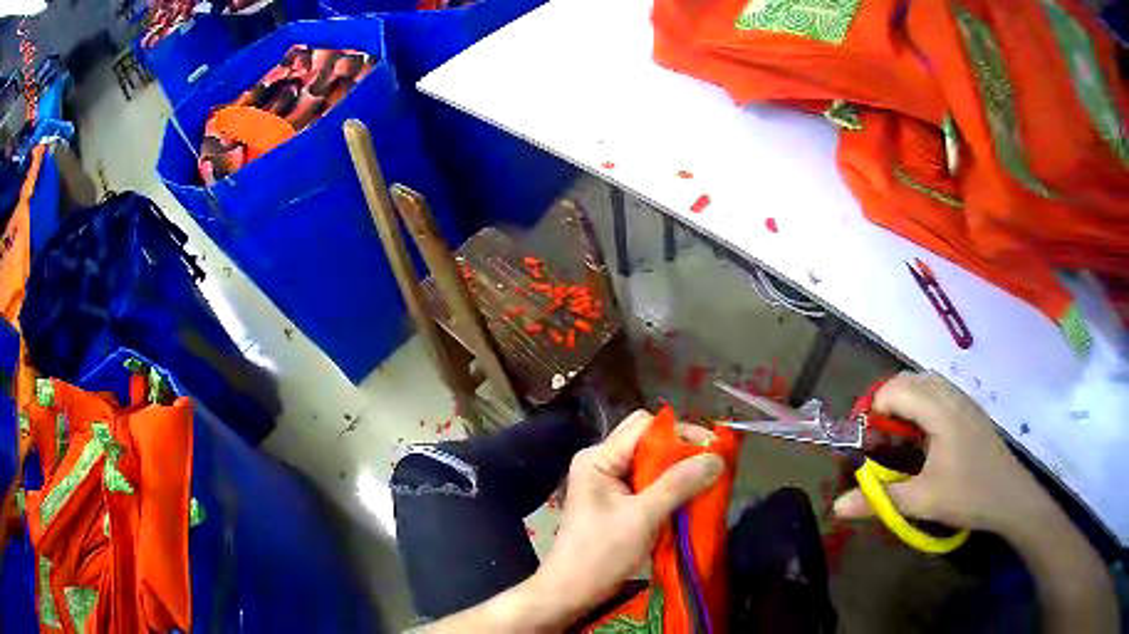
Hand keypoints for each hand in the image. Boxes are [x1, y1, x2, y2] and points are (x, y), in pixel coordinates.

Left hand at [528, 410, 724, 624]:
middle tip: (713, 465)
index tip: (713, 449)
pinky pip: (648, 482)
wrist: (571, 591)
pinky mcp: (616, 501)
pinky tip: (689, 497)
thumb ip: (678, 485)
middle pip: (648, 441)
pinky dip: (670, 487)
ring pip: (650, 462)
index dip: (680, 433)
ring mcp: (607, 482)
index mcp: (598, 458)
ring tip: (707, 480)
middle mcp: (601, 462)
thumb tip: (716, 458)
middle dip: (682, 451)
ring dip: (678, 471)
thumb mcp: (642, 518)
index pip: (645, 426)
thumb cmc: (601, 554)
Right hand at [833, 371, 1051, 535]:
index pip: (896, 389)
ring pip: (929, 383)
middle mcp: (952, 396)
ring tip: (901, 437)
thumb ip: (879, 499)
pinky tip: (926, 438)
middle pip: (912, 379)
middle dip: (889, 401)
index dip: (875, 410)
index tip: (868, 442)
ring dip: (908, 400)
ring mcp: (965, 402)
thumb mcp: (922, 501)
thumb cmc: (968, 495)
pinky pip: (942, 393)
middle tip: (881, 438)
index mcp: (939, 411)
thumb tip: (837, 507)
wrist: (1011, 497)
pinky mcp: (972, 412)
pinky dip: (925, 404)